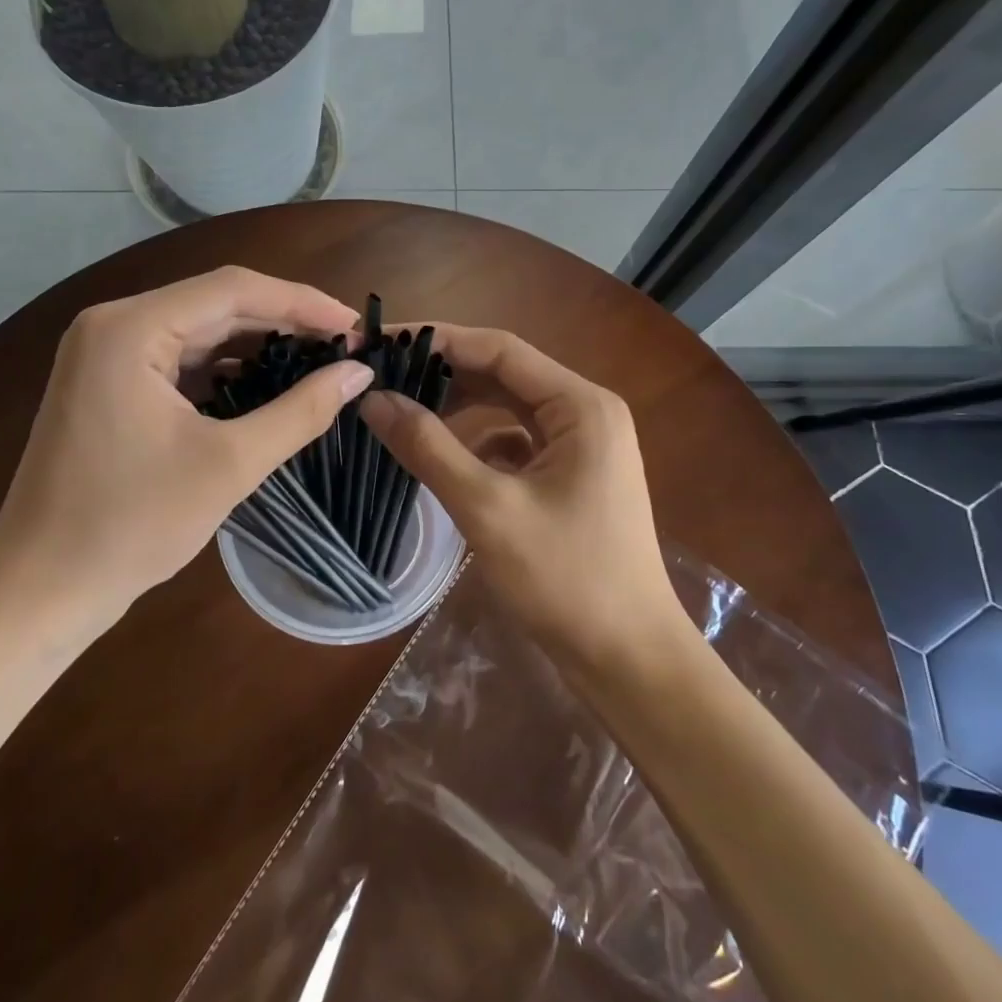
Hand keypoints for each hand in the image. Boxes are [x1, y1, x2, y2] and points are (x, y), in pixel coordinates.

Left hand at [0, 267, 371, 633]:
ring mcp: (104, 353)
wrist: (41, 592)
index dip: (302, 301)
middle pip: (216, 303)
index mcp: (130, 328)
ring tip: (316, 360)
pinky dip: (225, 367)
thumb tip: (359, 373)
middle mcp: (112, 324)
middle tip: (344, 345)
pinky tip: (265, 383)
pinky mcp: (107, 382)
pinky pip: (179, 357)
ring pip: (199, 330)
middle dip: (284, 321)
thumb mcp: (230, 465)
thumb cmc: (132, 526)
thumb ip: (301, 411)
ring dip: (257, 343)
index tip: (355, 324)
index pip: (233, 289)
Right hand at [358, 325, 683, 675]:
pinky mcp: (572, 477)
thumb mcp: (488, 509)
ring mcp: (582, 446)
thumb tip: (372, 399)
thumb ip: (428, 447)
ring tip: (402, 411)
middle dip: (444, 374)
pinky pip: (517, 443)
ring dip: (459, 409)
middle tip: (382, 377)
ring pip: (509, 408)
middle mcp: (586, 412)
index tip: (382, 342)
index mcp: (581, 405)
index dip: (438, 340)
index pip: (500, 349)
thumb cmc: (566, 580)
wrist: (629, 661)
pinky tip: (447, 462)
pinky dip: (479, 444)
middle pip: (504, 374)